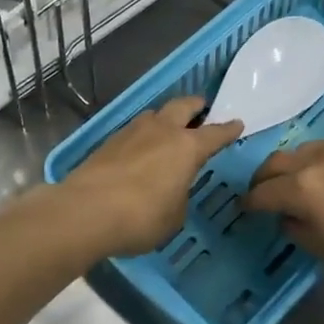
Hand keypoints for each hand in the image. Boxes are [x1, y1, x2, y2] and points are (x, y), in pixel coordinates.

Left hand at [63, 98, 244, 257]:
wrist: (86, 211)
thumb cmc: (141, 217)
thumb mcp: (174, 216)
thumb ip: (179, 196)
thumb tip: (171, 189)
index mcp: (186, 147)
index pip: (215, 134)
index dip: (228, 130)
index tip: (237, 123)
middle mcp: (161, 131)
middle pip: (182, 106)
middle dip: (195, 106)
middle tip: (202, 108)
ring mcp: (131, 132)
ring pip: (154, 114)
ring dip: (165, 117)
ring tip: (168, 128)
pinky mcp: (108, 141)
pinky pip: (133, 130)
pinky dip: (143, 135)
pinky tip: (140, 148)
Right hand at [245, 141, 323, 302]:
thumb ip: (298, 229)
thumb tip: (290, 216)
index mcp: (302, 187)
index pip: (262, 192)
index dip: (251, 203)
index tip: (248, 210)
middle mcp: (320, 158)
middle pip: (278, 161)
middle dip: (267, 178)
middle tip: (267, 194)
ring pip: (309, 150)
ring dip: (298, 166)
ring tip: (305, 186)